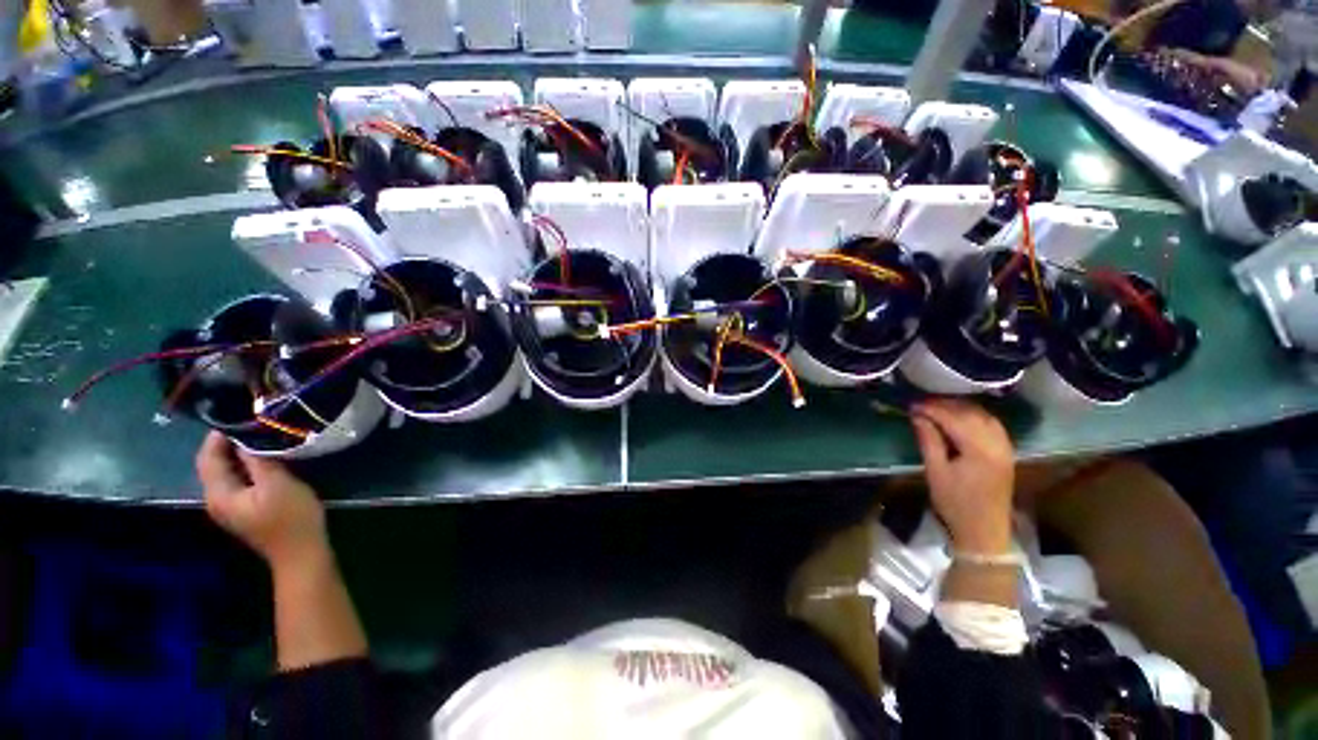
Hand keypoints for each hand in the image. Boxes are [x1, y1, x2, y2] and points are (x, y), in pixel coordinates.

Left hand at [197, 431, 328, 568]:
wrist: (300, 552)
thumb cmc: (291, 518)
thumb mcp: (278, 485)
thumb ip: (258, 461)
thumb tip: (246, 439)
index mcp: (219, 494)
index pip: (207, 458)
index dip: (218, 436)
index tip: (239, 417)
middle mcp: (217, 499)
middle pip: (212, 465)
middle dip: (226, 443)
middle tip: (251, 424)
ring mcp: (230, 506)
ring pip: (224, 472)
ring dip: (236, 454)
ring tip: (259, 437)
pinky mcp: (244, 509)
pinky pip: (236, 480)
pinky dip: (244, 466)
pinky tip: (263, 459)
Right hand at [910, 400, 1014, 553]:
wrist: (984, 531)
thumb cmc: (955, 504)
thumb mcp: (935, 472)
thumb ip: (929, 440)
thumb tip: (918, 416)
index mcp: (980, 450)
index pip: (954, 418)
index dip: (931, 409)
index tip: (911, 405)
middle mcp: (997, 444)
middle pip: (971, 413)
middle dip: (945, 405)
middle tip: (920, 405)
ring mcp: (1005, 447)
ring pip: (983, 416)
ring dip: (960, 408)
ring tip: (936, 408)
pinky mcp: (1007, 452)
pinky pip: (992, 424)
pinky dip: (975, 416)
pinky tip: (960, 417)